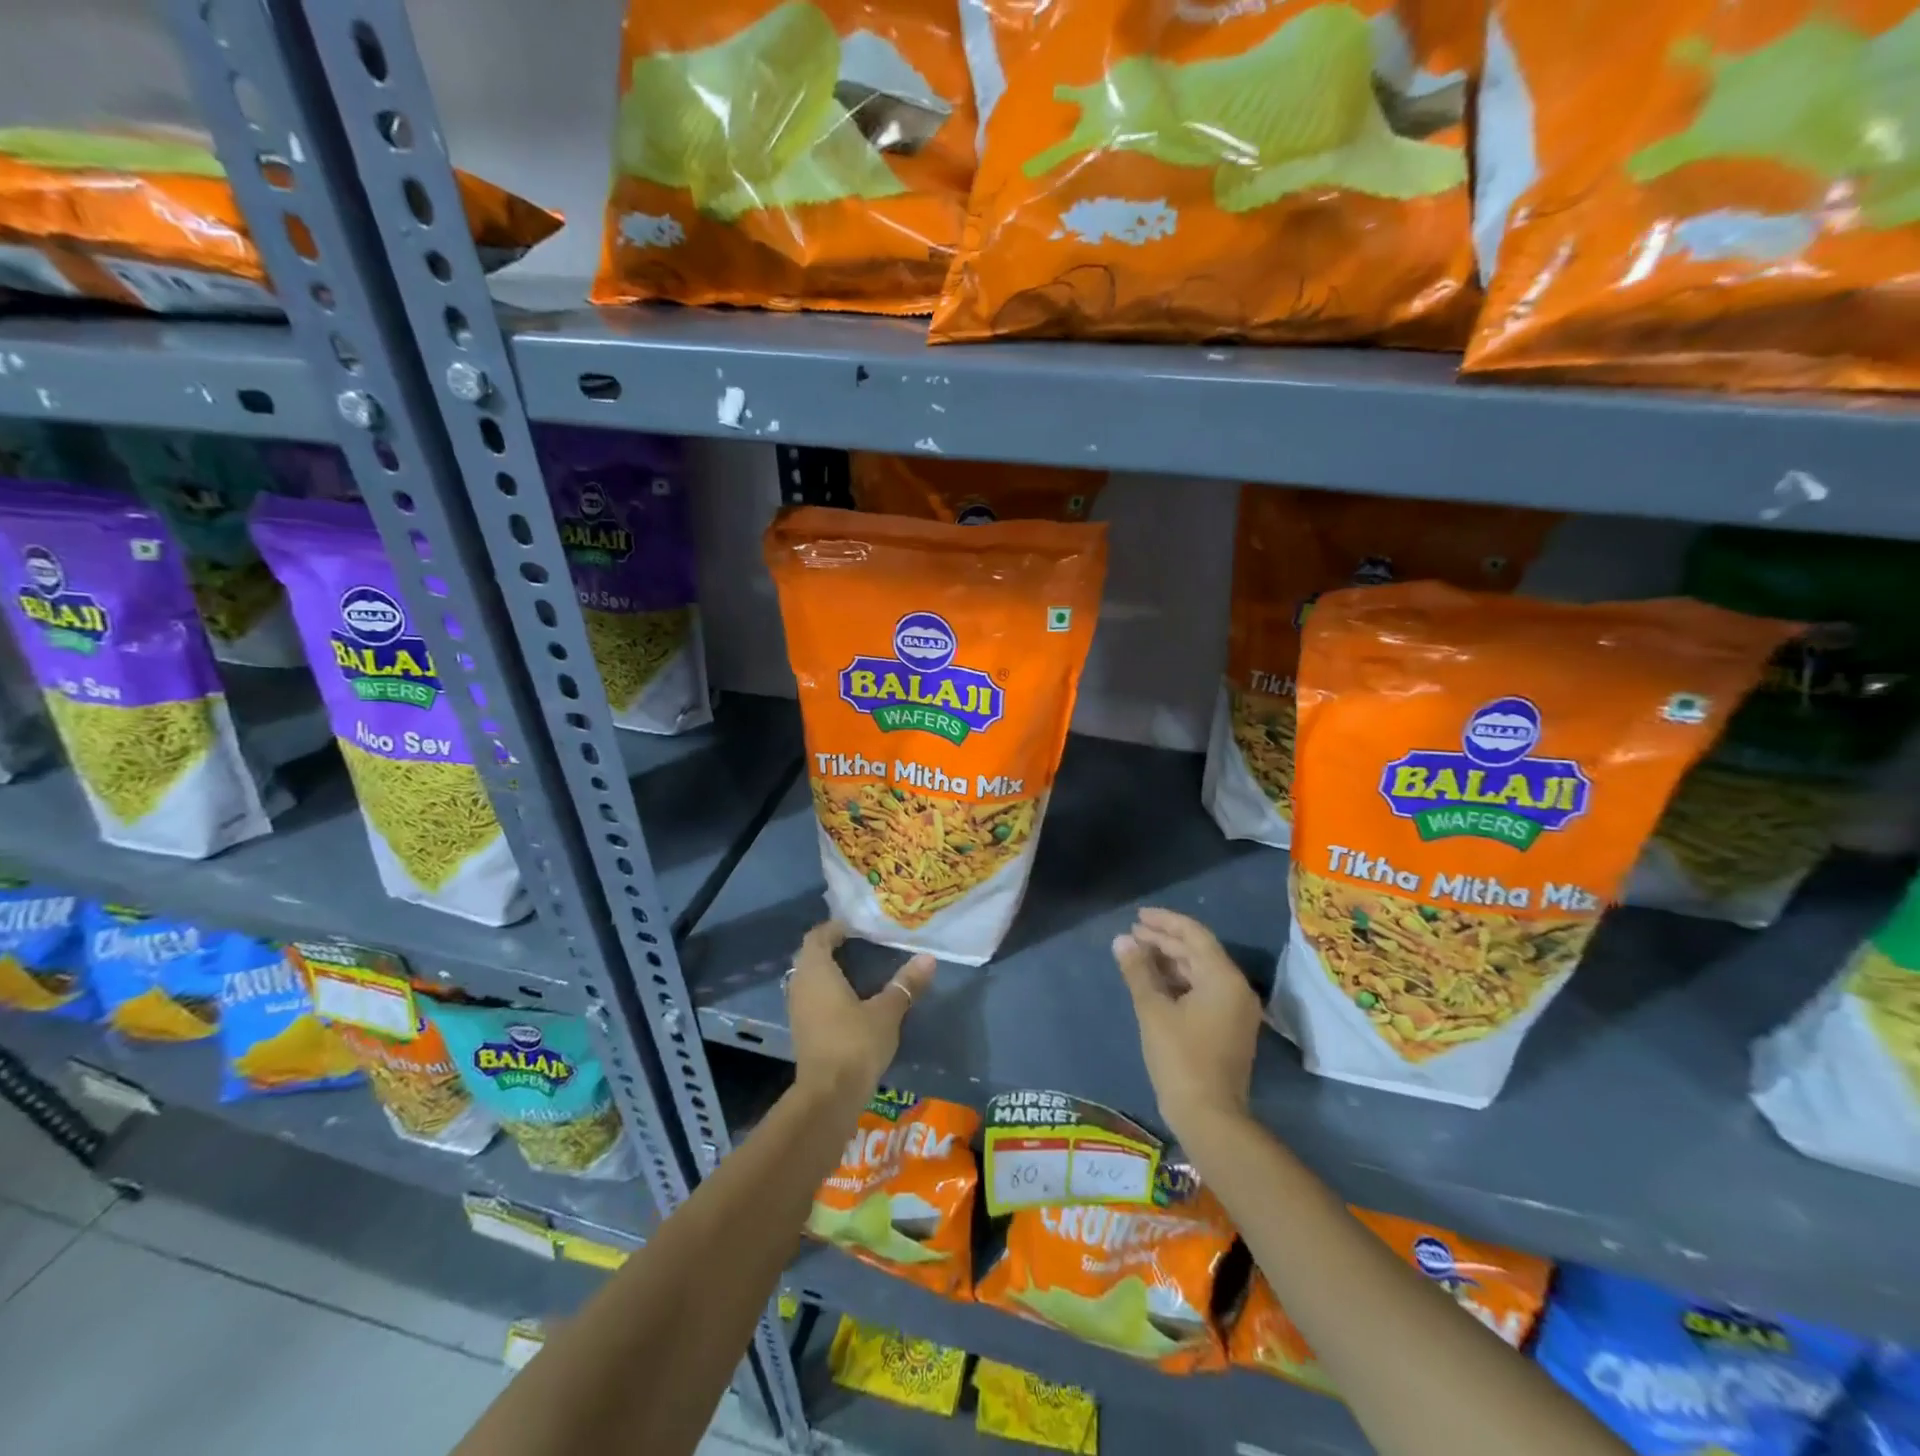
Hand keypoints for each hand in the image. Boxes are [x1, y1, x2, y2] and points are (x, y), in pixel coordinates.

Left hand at [787, 921, 934, 1112]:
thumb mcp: (887, 1012)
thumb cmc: (855, 1044)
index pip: (817, 937)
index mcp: (817, 971)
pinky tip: (849, 999)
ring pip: (809, 978)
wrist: (828, 1096)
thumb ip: (906, 984)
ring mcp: (797, 1009)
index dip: (834, 928)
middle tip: (859, 943)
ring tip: (858, 968)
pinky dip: (826, 990)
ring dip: (828, 970)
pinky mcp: (802, 1030)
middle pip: (810, 956)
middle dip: (831, 947)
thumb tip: (928, 958)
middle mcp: (800, 985)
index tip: (856, 926)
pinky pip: (811, 997)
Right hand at [1112, 908, 1261, 1143]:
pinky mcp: (1229, 1027)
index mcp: (1223, 978)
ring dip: (1170, 961)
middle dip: (1164, 941)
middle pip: (1198, 952)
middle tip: (1132, 934)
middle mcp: (1236, 988)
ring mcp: (1235, 1010)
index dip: (1165, 922)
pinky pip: (1203, 990)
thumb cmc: (1180, 1058)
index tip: (1138, 916)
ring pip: (1200, 972)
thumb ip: (1138, 971)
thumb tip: (1122, 940)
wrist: (1209, 1117)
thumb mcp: (1153, 1010)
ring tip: (1137, 954)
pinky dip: (1179, 982)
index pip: (1194, 935)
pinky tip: (1154, 982)